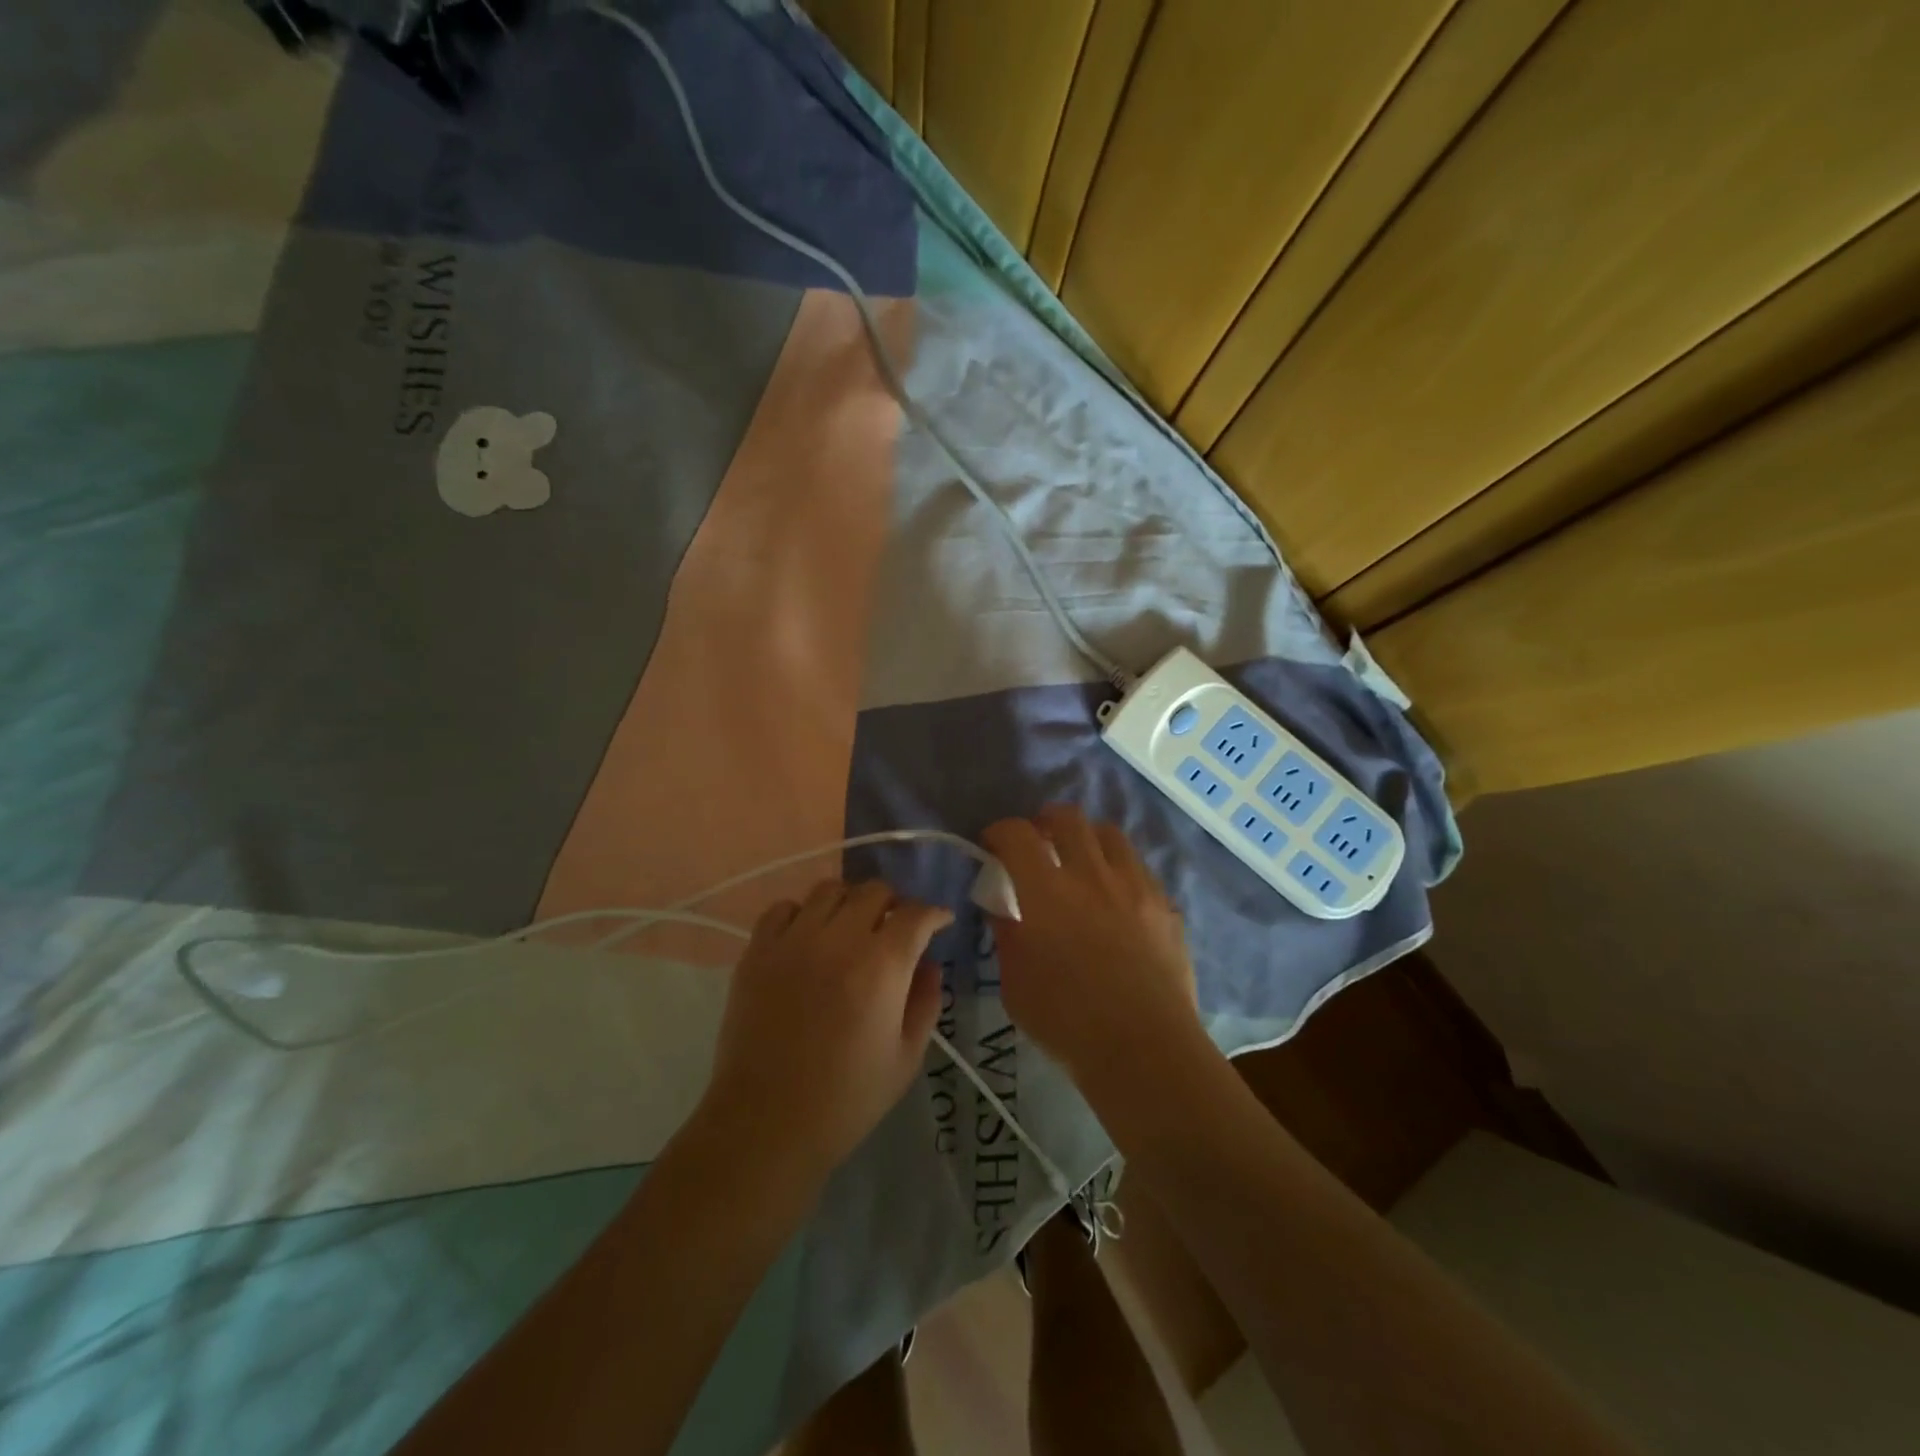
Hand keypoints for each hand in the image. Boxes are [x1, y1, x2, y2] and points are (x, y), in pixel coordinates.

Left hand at [701, 879, 951, 1194]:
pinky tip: (808, 937)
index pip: (916, 914)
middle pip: (874, 890)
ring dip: (850, 901)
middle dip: (894, 903)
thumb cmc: (846, 1099)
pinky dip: (802, 913)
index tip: (939, 922)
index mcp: (881, 966)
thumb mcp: (906, 1058)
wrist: (766, 1124)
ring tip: (851, 926)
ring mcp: (793, 941)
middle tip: (895, 927)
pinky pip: (783, 908)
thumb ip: (925, 1002)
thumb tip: (929, 964)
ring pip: (829, 889)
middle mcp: (838, 940)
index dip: (934, 914)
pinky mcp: (757, 951)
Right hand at [981, 806, 1198, 1084]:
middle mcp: (1091, 874)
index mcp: (1046, 891)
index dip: (999, 832)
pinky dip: (1118, 870)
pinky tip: (1115, 898)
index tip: (993, 847)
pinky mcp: (1165, 904)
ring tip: (1080, 862)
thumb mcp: (1015, 983)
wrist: (1145, 1049)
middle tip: (1038, 843)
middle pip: (1068, 817)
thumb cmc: (1066, 1022)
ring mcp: (1135, 886)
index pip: (1016, 834)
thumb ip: (1007, 934)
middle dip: (1045, 821)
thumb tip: (1003, 907)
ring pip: (1109, 834)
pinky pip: (1138, 867)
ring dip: (1086, 839)